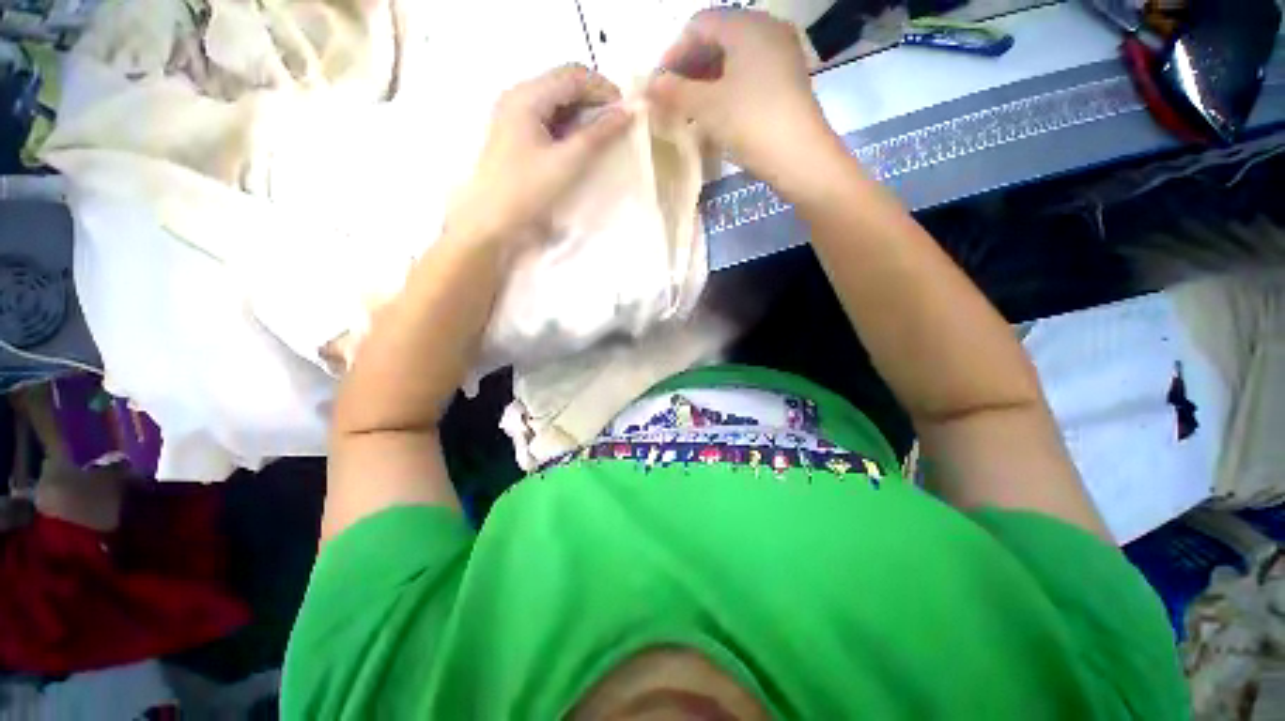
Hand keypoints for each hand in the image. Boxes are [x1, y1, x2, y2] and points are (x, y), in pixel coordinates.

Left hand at [447, 64, 633, 252]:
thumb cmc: (528, 190)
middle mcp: (518, 96)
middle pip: (563, 84)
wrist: (492, 221)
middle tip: (617, 123)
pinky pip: (547, 118)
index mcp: (527, 96)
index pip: (572, 76)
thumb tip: (626, 113)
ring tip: (603, 134)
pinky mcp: (515, 134)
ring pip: (556, 101)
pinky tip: (580, 142)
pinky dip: (568, 125)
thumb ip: (598, 135)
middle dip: (593, 99)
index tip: (626, 110)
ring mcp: (514, 115)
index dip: (603, 88)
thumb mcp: (567, 162)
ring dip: (582, 113)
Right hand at [647, 10, 830, 180]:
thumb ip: (675, 92)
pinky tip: (716, 112)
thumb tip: (649, 85)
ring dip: (707, 80)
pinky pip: (749, 74)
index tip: (659, 83)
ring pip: (734, 59)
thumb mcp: (707, 107)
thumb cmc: (751, 123)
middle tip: (672, 97)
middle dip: (690, 67)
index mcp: (747, 25)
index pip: (699, 25)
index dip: (673, 52)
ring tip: (690, 108)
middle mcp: (767, 30)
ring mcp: (781, 55)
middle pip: (718, 39)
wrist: (800, 157)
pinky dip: (727, 88)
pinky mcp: (787, 80)